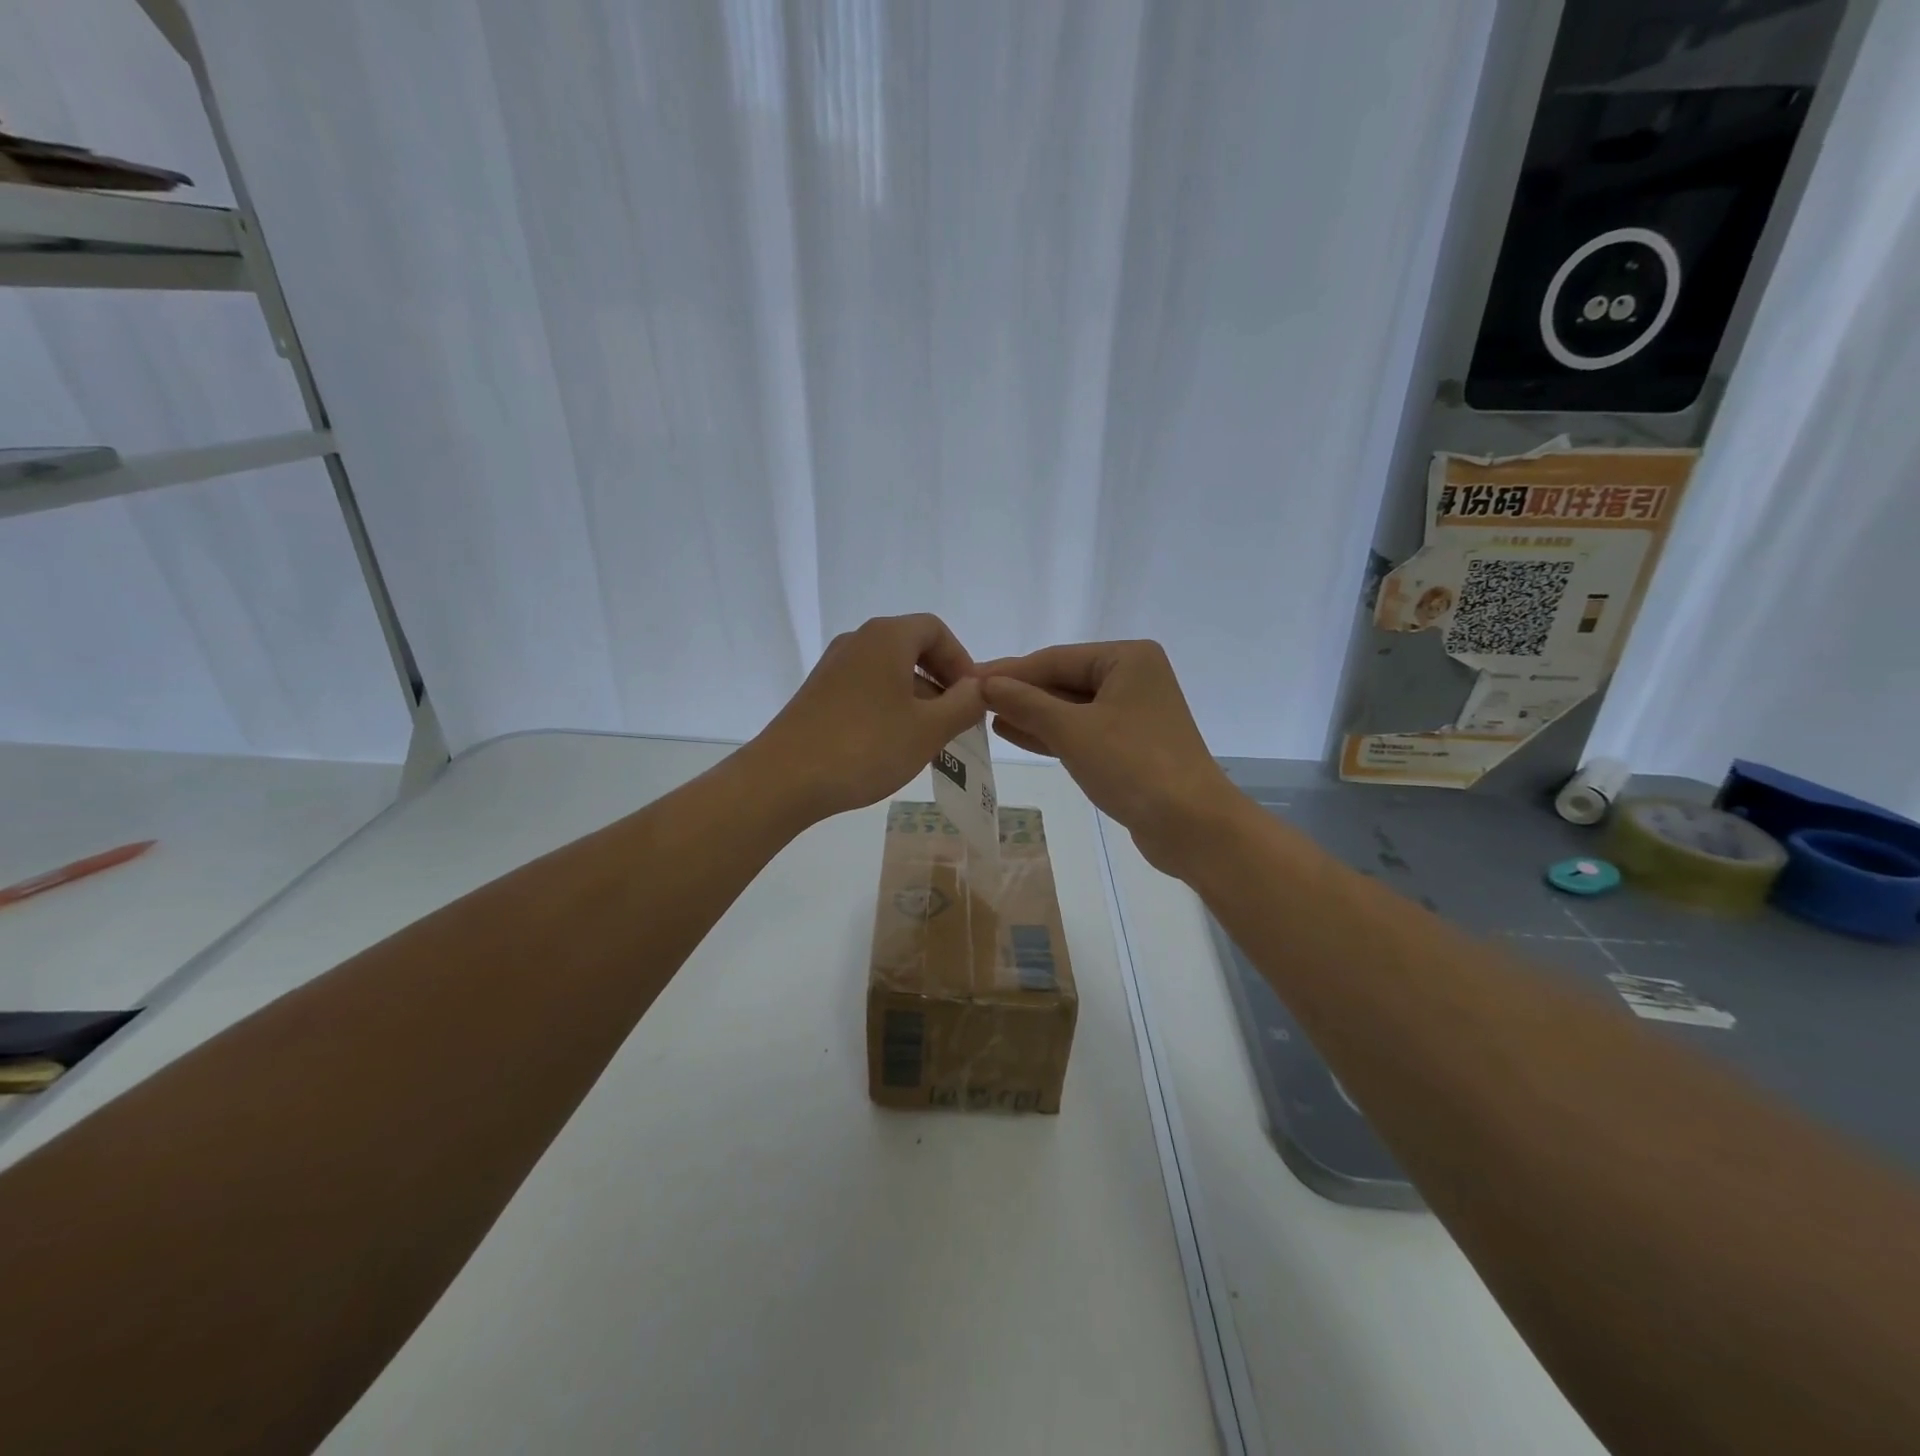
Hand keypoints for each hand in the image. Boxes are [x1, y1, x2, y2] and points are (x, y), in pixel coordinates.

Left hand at [751, 614, 986, 824]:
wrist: (784, 779)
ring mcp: (833, 667)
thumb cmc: (865, 747)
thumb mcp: (928, 729)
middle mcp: (857, 641)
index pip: (936, 630)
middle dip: (941, 682)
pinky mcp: (817, 693)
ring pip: (888, 671)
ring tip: (929, 739)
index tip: (973, 696)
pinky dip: (889, 706)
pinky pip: (866, 688)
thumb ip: (964, 705)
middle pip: (911, 648)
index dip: (961, 660)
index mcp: (886, 637)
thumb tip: (980, 688)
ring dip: (916, 698)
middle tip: (957, 720)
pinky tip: (893, 744)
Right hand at [977, 640, 1242, 875]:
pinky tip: (1014, 733)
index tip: (967, 679)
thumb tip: (985, 683)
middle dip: (1020, 693)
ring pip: (1071, 708)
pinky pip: (1082, 730)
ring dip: (1031, 713)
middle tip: (971, 699)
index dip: (1009, 671)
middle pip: (1063, 680)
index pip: (1055, 659)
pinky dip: (1051, 733)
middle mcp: (1133, 677)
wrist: (1192, 825)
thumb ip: (1026, 703)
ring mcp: (1133, 712)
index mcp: (1127, 659)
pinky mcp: (1130, 744)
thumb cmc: (1133, 765)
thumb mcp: (1072, 730)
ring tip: (986, 716)